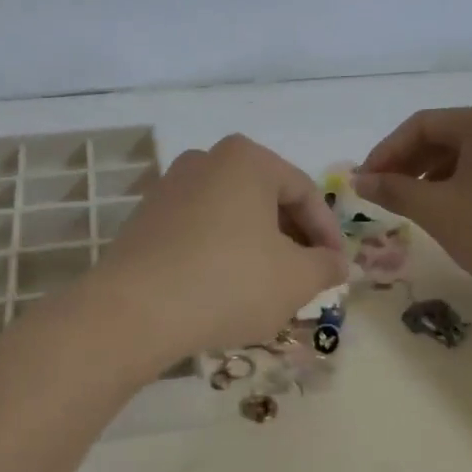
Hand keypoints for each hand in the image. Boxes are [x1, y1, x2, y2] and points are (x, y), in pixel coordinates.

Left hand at [93, 135, 348, 366]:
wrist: (134, 311)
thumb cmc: (229, 282)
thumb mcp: (295, 279)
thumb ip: (326, 265)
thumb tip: (337, 262)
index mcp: (247, 159)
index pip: (305, 191)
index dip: (328, 233)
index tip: (337, 268)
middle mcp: (205, 160)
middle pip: (266, 199)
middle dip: (292, 239)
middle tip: (307, 276)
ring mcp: (169, 187)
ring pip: (232, 216)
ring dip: (258, 247)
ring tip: (269, 287)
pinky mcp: (145, 219)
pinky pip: (199, 230)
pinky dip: (222, 253)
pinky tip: (225, 289)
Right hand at [355, 105, 471, 300]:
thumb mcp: (438, 211)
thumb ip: (394, 191)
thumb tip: (360, 179)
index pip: (421, 125)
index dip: (386, 152)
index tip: (365, 182)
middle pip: (445, 136)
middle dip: (408, 164)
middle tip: (384, 194)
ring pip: (467, 155)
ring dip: (432, 176)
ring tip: (415, 207)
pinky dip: (461, 185)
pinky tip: (454, 213)